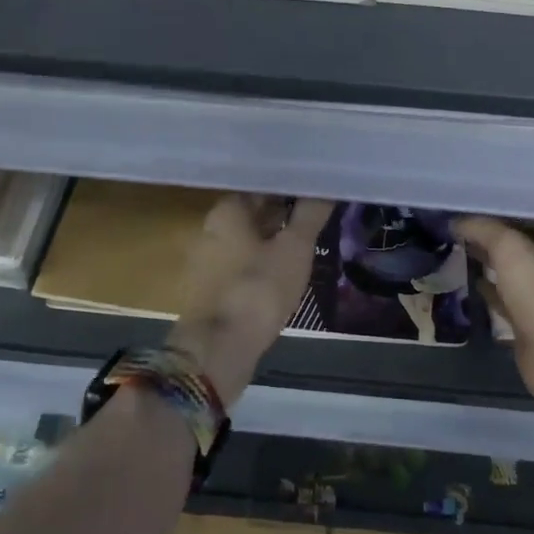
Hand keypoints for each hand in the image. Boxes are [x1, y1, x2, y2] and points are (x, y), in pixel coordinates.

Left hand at [170, 194, 333, 405]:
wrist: (219, 349)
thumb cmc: (258, 288)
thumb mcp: (294, 248)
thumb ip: (310, 213)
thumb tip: (325, 184)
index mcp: (226, 211)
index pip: (261, 186)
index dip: (289, 186)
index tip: (315, 188)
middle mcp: (211, 229)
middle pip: (253, 213)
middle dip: (283, 212)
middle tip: (316, 214)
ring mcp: (208, 260)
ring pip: (248, 240)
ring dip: (274, 239)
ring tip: (307, 242)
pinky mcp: (211, 288)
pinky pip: (242, 265)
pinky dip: (262, 263)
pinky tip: (285, 272)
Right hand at [453, 216, 533, 419]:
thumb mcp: (512, 250)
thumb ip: (484, 230)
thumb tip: (455, 221)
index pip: (527, 215)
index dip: (500, 209)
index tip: (467, 202)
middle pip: (516, 244)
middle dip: (488, 235)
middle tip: (452, 224)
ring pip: (507, 271)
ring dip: (485, 261)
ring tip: (451, 247)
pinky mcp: (525, 325)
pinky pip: (500, 300)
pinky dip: (484, 290)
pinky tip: (463, 282)